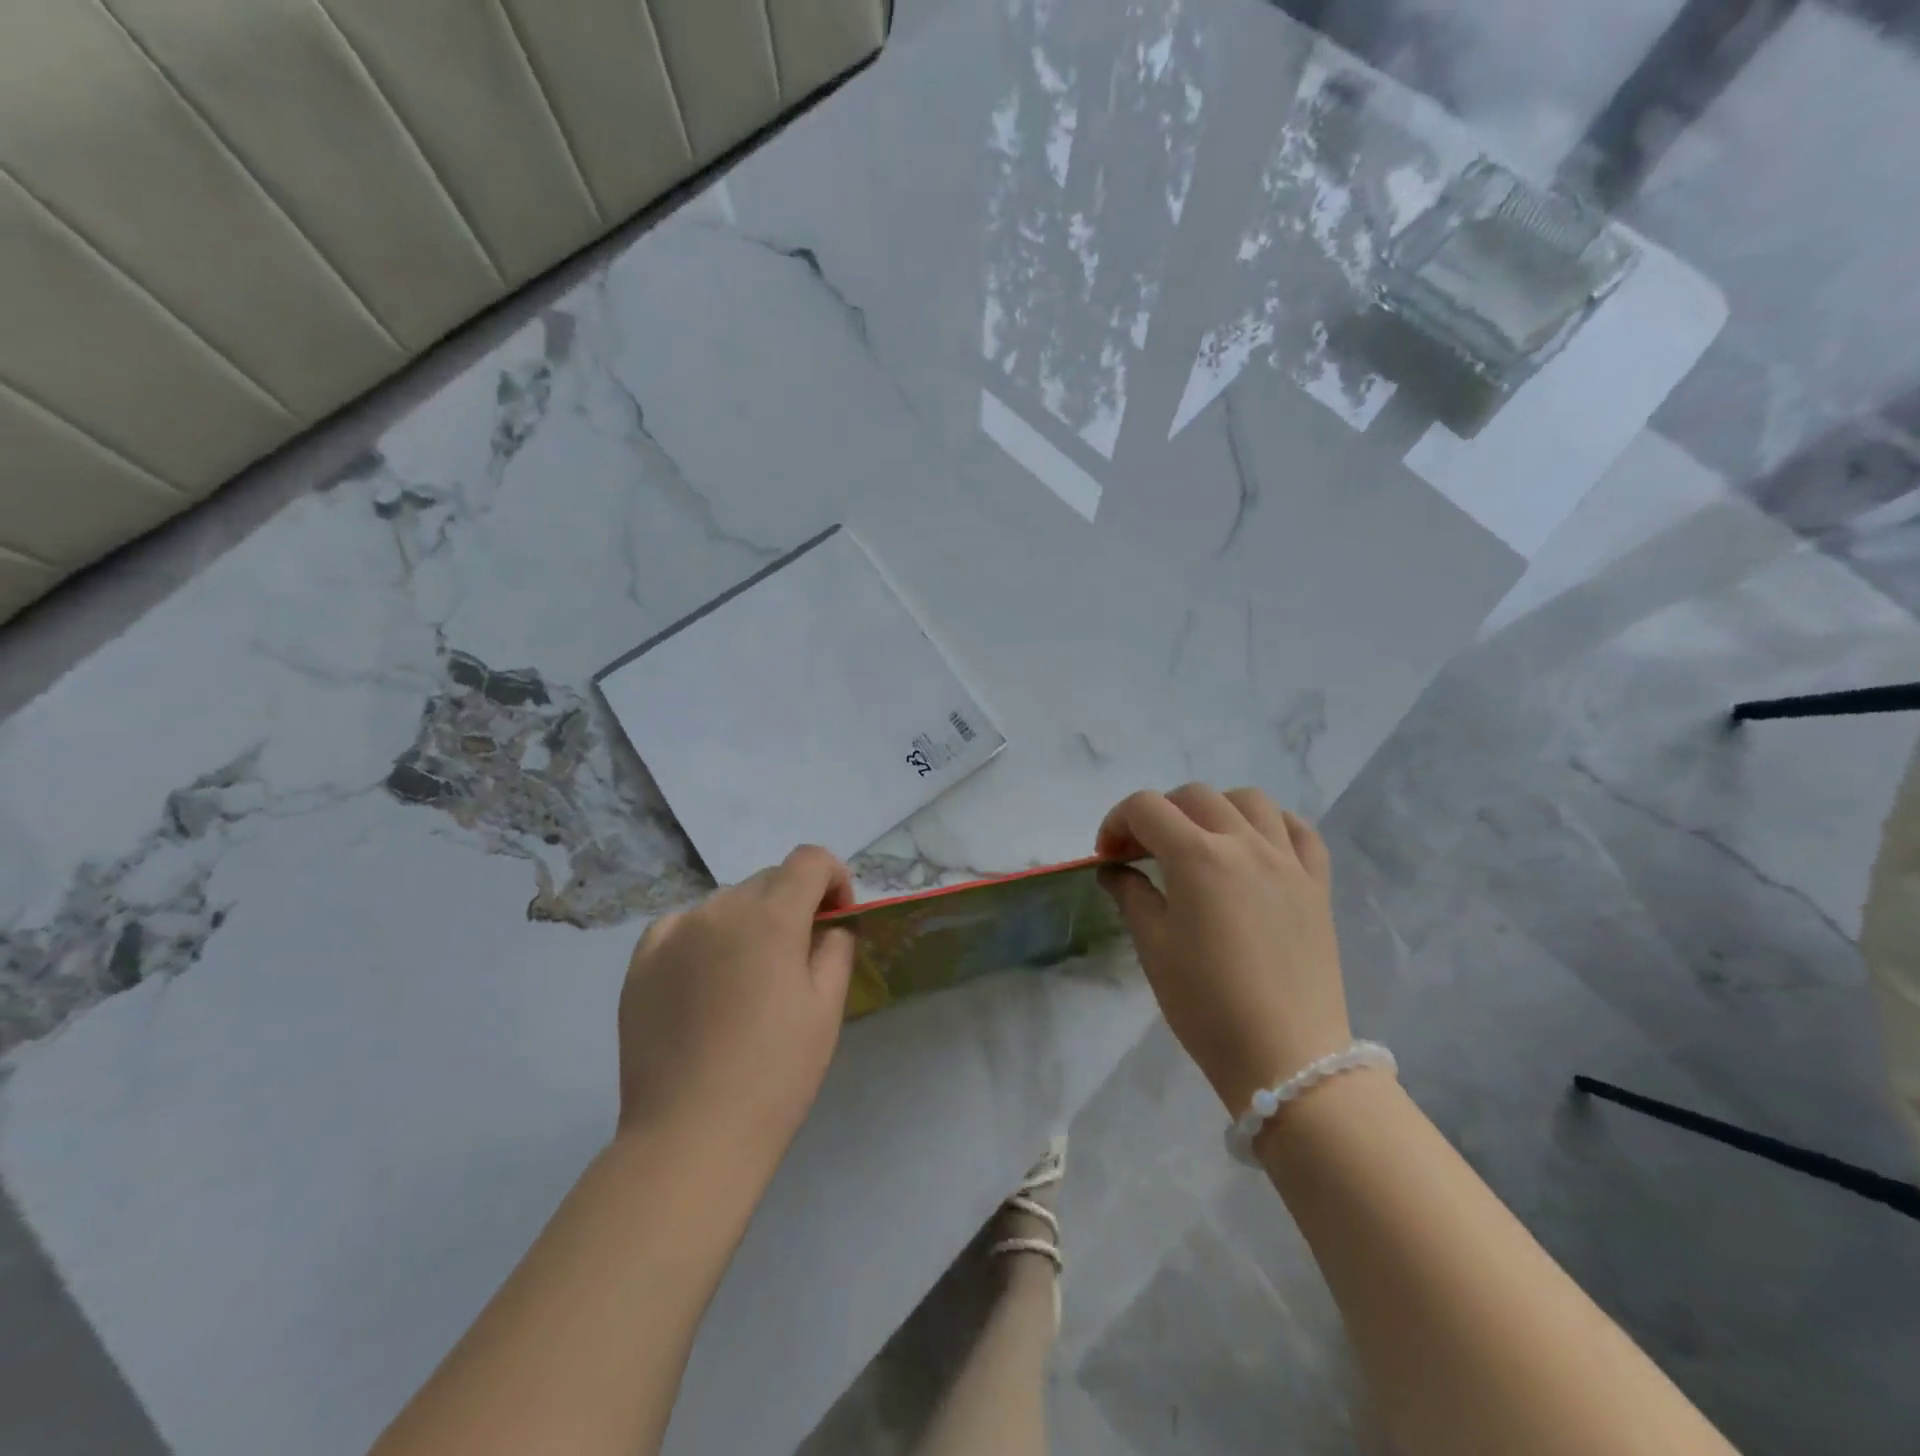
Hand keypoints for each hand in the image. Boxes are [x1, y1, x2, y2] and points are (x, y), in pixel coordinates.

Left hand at [615, 846, 856, 1174]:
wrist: (692, 1135)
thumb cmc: (775, 1073)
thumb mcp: (827, 1007)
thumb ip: (836, 947)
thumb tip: (829, 926)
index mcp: (771, 916)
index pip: (810, 860)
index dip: (833, 878)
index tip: (837, 918)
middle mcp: (720, 908)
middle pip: (769, 880)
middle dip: (794, 903)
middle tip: (799, 956)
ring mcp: (674, 932)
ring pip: (727, 902)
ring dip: (749, 920)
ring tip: (748, 977)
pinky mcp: (641, 961)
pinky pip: (684, 926)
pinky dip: (705, 937)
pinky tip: (706, 981)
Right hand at [1097, 784, 1350, 1115]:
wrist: (1287, 1057)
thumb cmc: (1207, 1005)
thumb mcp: (1154, 948)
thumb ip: (1131, 895)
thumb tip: (1114, 870)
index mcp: (1198, 858)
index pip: (1146, 808)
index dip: (1116, 822)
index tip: (1108, 857)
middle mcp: (1245, 844)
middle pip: (1194, 797)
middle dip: (1158, 814)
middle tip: (1144, 853)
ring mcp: (1287, 860)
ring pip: (1250, 800)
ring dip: (1215, 809)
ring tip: (1201, 842)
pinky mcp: (1317, 884)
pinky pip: (1299, 831)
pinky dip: (1272, 825)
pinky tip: (1256, 847)